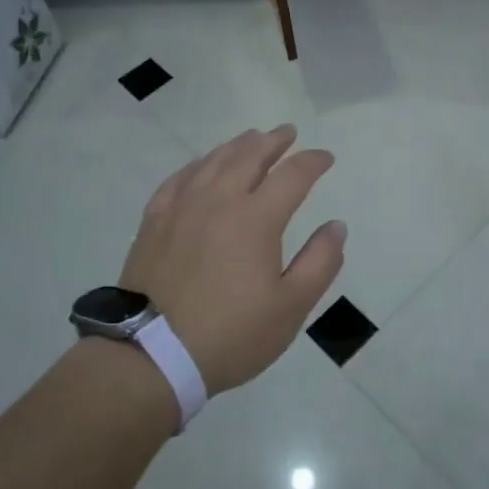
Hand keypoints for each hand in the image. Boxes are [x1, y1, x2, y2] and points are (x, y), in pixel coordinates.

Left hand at [120, 125, 345, 394]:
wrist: (152, 355)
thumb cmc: (231, 334)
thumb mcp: (291, 307)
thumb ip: (320, 262)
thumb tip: (337, 226)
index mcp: (256, 218)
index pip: (292, 175)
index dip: (313, 162)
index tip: (325, 157)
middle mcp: (219, 200)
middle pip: (249, 156)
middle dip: (273, 141)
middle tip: (287, 133)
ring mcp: (181, 207)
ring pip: (213, 161)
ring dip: (237, 145)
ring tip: (251, 138)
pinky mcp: (154, 221)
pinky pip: (179, 178)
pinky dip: (197, 164)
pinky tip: (201, 166)